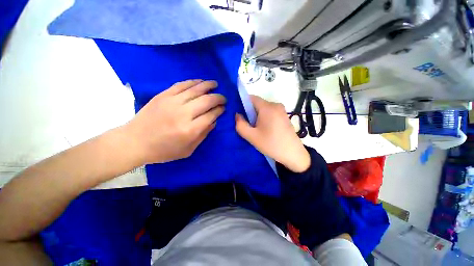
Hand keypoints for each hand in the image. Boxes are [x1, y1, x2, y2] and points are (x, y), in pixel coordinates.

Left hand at [124, 80, 225, 163]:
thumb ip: (203, 135)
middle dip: (218, 98)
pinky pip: (181, 85)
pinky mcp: (163, 95)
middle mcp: (183, 114)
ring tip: (215, 84)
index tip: (223, 108)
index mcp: (190, 130)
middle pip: (206, 101)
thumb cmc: (163, 150)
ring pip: (195, 89)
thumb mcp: (188, 150)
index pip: (211, 115)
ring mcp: (172, 102)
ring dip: (208, 85)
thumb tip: (214, 121)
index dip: (219, 110)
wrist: (134, 142)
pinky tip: (200, 81)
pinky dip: (193, 82)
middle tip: (223, 98)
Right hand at [235, 95, 309, 172]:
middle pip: (257, 104)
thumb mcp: (252, 136)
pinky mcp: (284, 116)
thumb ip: (240, 125)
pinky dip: (265, 118)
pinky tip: (265, 130)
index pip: (251, 98)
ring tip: (256, 129)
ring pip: (264, 109)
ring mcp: (282, 110)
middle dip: (250, 112)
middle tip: (248, 126)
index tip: (240, 115)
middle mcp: (276, 105)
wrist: (293, 154)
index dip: (243, 104)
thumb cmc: (271, 144)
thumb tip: (237, 115)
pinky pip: (270, 113)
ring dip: (257, 116)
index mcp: (268, 107)